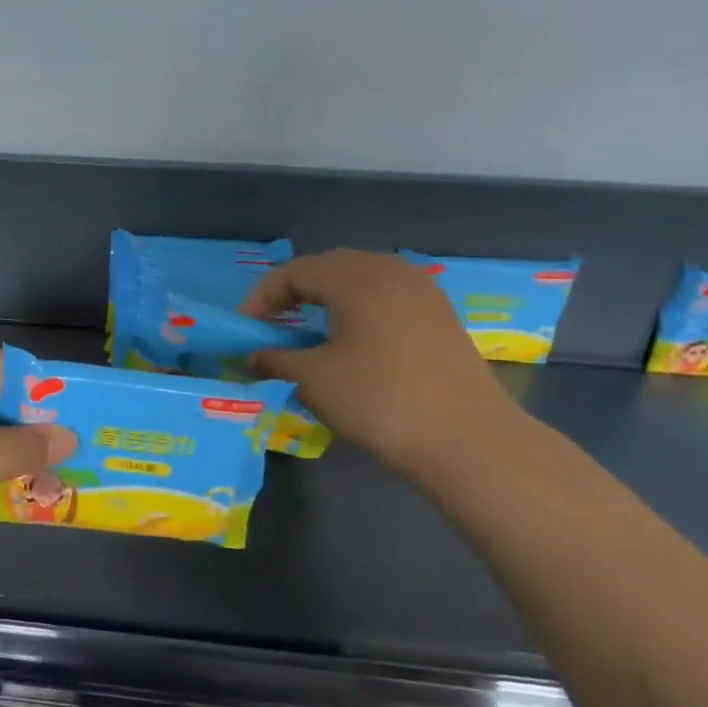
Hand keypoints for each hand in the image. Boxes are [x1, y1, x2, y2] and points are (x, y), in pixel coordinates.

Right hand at [241, 249, 516, 476]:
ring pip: (361, 283)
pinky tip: (349, 344)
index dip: (262, 297)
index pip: (295, 272)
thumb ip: (275, 359)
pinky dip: (357, 313)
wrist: (464, 438)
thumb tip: (253, 357)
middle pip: (329, 269)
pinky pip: (386, 300)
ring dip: (327, 302)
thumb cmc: (377, 399)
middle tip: (271, 325)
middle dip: (293, 294)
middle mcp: (391, 272)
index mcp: (356, 277)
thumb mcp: (312, 379)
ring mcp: (422, 293)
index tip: (243, 328)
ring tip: (306, 334)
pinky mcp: (440, 318)